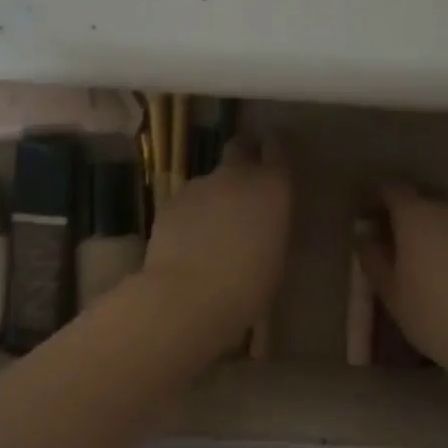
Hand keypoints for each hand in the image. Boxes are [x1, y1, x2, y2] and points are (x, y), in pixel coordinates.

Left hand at [140, 137, 290, 337]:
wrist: (187, 298)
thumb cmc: (248, 287)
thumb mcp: (277, 258)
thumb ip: (272, 227)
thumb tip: (264, 223)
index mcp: (272, 187)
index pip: (278, 148)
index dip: (276, 150)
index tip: (276, 160)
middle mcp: (236, 176)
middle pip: (239, 148)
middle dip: (243, 159)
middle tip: (245, 188)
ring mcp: (198, 186)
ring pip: (210, 181)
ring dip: (214, 197)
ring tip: (212, 230)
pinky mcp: (169, 202)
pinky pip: (187, 202)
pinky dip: (190, 215)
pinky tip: (188, 243)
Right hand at [357, 182, 447, 380]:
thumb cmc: (437, 319)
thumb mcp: (393, 296)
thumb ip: (374, 259)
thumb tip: (366, 237)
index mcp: (418, 218)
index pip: (391, 189)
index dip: (377, 197)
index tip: (371, 215)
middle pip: (428, 199)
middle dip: (413, 215)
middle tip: (406, 244)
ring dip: (447, 232)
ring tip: (445, 265)